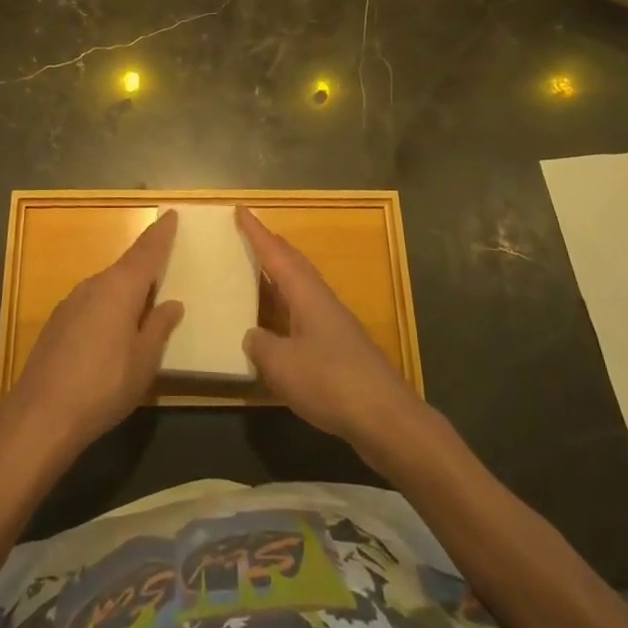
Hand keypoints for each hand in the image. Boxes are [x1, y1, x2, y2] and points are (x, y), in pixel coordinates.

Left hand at [3, 210, 183, 457]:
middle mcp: (94, 285)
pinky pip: (92, 302)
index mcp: (120, 288)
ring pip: (107, 286)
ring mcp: (71, 302)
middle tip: (164, 261)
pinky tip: (112, 328)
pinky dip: (108, 305)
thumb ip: (158, 328)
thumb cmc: (103, 386)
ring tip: (143, 301)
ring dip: (126, 288)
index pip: (146, 252)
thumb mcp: (143, 361)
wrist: (40, 415)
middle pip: (126, 266)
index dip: (160, 234)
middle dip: (145, 263)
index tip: (171, 214)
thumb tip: (172, 304)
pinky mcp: (57, 322)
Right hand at [239, 207, 424, 458]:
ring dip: (281, 276)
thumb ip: (261, 345)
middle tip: (250, 234)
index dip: (256, 233)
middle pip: (294, 264)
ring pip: (302, 288)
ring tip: (260, 273)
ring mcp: (335, 325)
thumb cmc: (330, 382)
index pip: (276, 254)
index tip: (242, 210)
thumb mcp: (282, 365)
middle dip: (272, 247)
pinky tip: (280, 325)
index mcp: (306, 294)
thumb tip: (252, 335)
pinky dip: (288, 308)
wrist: (386, 418)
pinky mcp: (342, 349)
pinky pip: (306, 314)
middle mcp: (322, 301)